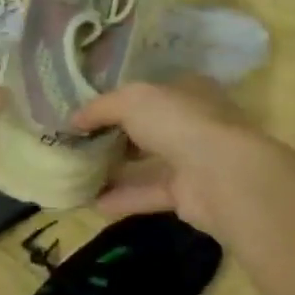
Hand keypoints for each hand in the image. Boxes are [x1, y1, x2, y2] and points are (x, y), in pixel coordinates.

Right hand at [72, 79, 291, 241]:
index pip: (149, 92)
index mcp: (186, 91)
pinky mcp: (190, 195)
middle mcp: (192, 123)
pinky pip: (149, 193)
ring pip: (148, 163)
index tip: (86, 112)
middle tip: (78, 144)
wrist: (221, 176)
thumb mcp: (131, 100)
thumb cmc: (178, 123)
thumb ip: (100, 107)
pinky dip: (123, 198)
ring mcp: (194, 160)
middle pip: (147, 129)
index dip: (117, 100)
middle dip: (114, 136)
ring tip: (79, 174)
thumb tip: (72, 119)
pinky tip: (92, 203)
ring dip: (115, 170)